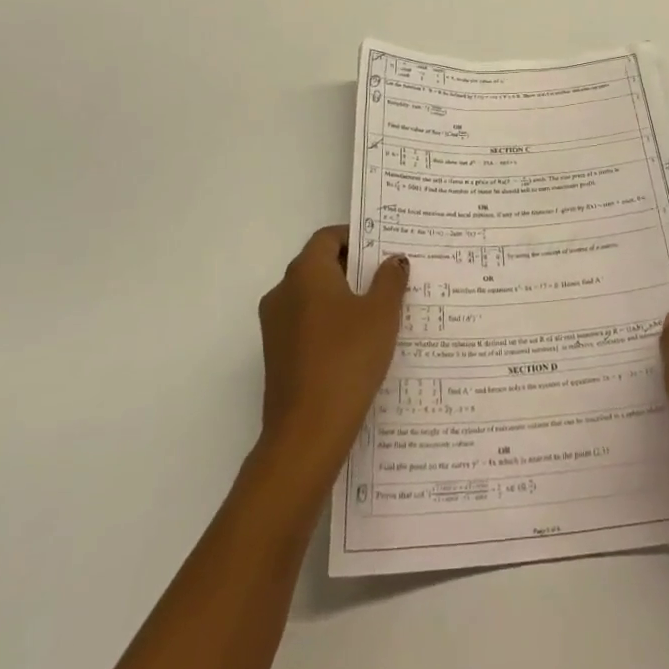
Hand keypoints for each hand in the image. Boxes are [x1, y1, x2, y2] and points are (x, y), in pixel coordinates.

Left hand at [255, 226, 408, 486]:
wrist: (307, 431)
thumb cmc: (347, 358)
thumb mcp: (381, 314)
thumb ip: (389, 280)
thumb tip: (394, 260)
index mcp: (305, 272)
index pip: (328, 237)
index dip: (356, 237)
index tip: (384, 249)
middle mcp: (283, 291)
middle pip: (319, 264)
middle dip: (353, 267)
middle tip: (389, 277)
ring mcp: (275, 325)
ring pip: (312, 296)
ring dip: (342, 297)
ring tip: (379, 311)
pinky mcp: (276, 355)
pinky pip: (306, 323)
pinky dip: (330, 322)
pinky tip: (358, 342)